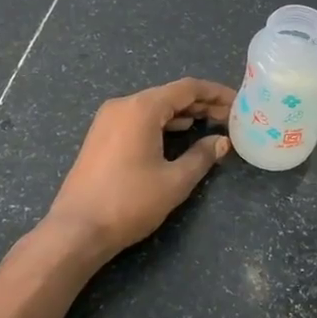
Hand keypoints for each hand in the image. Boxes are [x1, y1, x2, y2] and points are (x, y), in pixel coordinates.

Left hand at [45, 78, 234, 260]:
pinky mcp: (101, 136)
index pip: (187, 88)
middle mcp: (123, 105)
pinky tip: (179, 133)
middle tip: (230, 116)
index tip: (239, 101)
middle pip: (170, 95)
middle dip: (201, 103)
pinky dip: (162, 122)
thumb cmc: (129, 202)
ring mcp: (108, 120)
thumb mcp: (174, 181)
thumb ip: (202, 156)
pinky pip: (138, 119)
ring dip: (182, 113)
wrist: (77, 229)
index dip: (216, 93)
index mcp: (142, 108)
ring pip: (153, 107)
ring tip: (210, 124)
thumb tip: (222, 142)